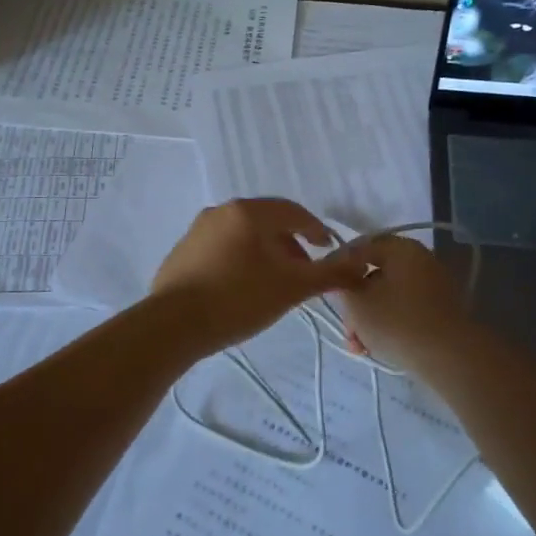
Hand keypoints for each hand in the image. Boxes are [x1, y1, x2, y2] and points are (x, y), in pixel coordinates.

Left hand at [151, 199, 369, 350]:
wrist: (174, 324)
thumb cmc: (239, 299)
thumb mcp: (292, 288)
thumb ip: (329, 274)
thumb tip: (362, 265)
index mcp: (249, 212)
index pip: (294, 213)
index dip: (317, 231)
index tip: (329, 250)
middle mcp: (221, 211)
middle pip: (267, 222)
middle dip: (290, 244)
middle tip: (303, 273)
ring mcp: (197, 230)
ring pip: (243, 235)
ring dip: (265, 253)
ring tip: (275, 284)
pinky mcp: (182, 252)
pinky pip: (221, 248)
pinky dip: (240, 260)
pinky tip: (242, 289)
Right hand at [333, 235, 470, 373]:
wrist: (448, 356)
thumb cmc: (396, 321)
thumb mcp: (357, 302)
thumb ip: (342, 284)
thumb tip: (343, 277)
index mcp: (401, 248)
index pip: (360, 248)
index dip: (337, 267)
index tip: (325, 288)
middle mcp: (419, 260)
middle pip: (374, 276)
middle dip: (355, 304)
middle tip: (347, 328)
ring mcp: (433, 285)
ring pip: (387, 297)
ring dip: (368, 319)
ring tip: (358, 346)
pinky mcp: (439, 310)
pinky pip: (404, 310)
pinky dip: (387, 325)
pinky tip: (374, 348)